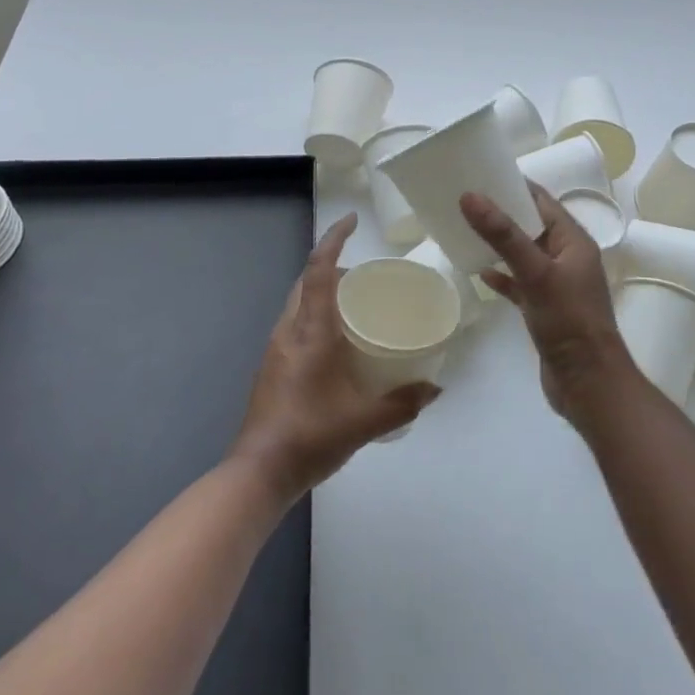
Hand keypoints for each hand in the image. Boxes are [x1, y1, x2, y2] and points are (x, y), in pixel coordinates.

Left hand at [230, 214, 440, 505]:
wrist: (258, 473)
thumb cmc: (310, 437)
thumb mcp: (364, 422)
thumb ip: (403, 403)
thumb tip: (436, 388)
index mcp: (311, 331)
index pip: (319, 270)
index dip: (333, 239)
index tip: (351, 221)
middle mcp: (290, 330)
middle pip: (307, 281)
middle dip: (333, 265)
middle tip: (367, 275)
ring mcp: (276, 348)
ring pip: (299, 302)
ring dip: (323, 291)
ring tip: (357, 304)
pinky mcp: (272, 365)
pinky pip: (296, 322)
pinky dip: (317, 314)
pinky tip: (338, 341)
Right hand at [461, 185, 635, 429]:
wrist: (588, 385)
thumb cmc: (569, 322)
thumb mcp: (535, 273)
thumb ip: (503, 235)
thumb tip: (470, 196)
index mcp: (573, 241)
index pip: (542, 201)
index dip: (514, 185)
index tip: (480, 174)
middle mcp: (567, 258)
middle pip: (531, 225)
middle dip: (501, 212)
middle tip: (464, 200)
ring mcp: (557, 285)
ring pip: (524, 254)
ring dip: (499, 243)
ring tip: (466, 230)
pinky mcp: (545, 309)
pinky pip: (520, 283)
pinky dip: (502, 276)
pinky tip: (480, 273)